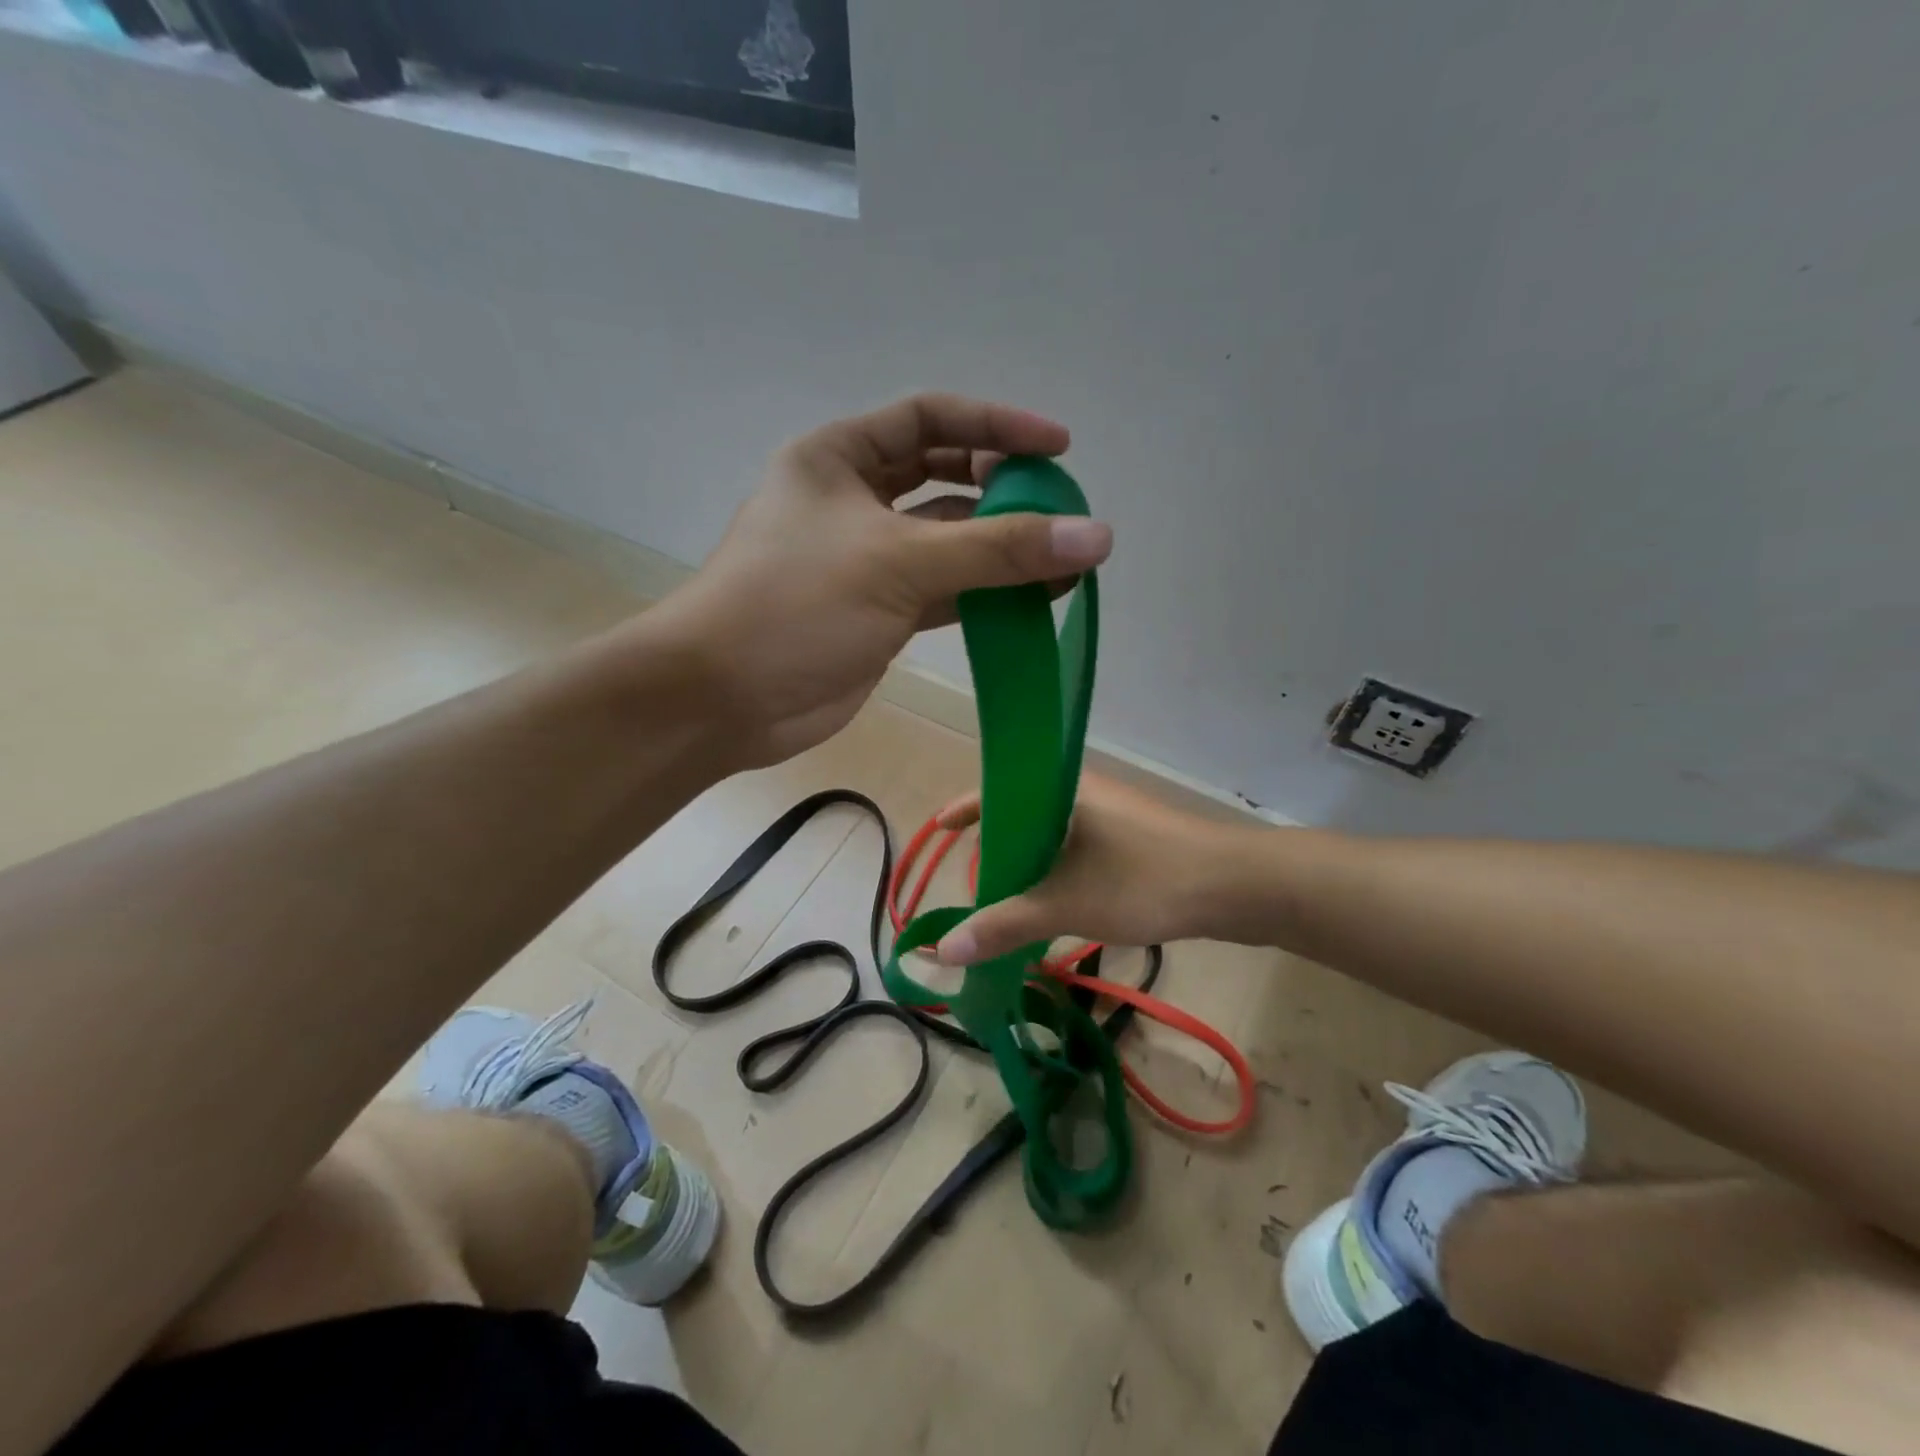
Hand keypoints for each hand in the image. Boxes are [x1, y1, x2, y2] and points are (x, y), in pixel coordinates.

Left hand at [651, 394, 1111, 767]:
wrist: (723, 701)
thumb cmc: (795, 606)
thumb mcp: (898, 562)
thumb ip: (998, 549)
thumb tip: (1096, 535)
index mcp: (838, 457)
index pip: (930, 418)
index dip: (996, 425)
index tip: (1058, 448)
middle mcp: (851, 500)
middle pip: (942, 477)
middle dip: (1000, 489)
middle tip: (1059, 509)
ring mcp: (866, 561)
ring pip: (946, 541)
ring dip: (999, 549)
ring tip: (1063, 560)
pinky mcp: (877, 613)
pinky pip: (943, 591)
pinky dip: (984, 594)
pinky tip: (1031, 601)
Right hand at [931, 775, 1240, 962]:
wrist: (1238, 887)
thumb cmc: (1144, 881)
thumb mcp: (1066, 905)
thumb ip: (1003, 925)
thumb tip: (942, 950)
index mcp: (1063, 788)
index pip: (998, 788)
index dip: (965, 810)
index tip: (939, 830)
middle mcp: (1086, 790)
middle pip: (1024, 811)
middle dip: (996, 843)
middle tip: (975, 877)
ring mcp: (1115, 813)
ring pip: (1055, 832)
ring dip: (1029, 861)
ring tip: (1008, 894)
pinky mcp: (1136, 836)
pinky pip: (1080, 846)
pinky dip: (1059, 869)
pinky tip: (1056, 899)